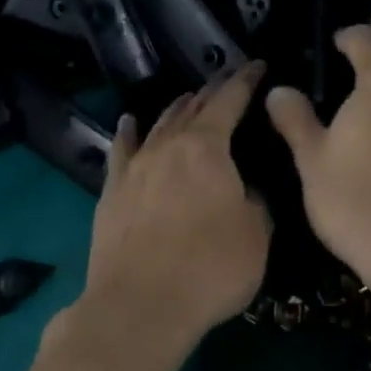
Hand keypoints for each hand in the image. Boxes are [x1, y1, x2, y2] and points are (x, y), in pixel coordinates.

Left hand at [77, 62, 271, 351]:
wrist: (139, 305)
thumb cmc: (210, 268)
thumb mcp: (256, 236)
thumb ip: (256, 203)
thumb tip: (246, 192)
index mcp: (207, 148)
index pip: (230, 101)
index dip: (246, 80)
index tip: (258, 65)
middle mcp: (168, 146)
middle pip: (192, 107)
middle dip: (213, 91)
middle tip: (228, 81)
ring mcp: (135, 167)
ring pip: (158, 124)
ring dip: (176, 108)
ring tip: (188, 98)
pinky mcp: (112, 192)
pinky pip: (121, 150)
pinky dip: (129, 132)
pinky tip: (130, 122)